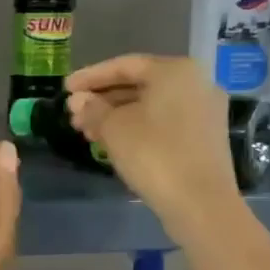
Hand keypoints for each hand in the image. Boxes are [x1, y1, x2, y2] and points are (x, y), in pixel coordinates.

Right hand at [67, 55, 239, 245]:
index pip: (124, 66)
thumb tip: (78, 101)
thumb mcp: (114, 128)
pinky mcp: (205, 138)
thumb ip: (92, 109)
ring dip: (117, 116)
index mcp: (176, 71)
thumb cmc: (154, 154)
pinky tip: (114, 142)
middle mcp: (196, 83)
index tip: (65, 88)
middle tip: (74, 114)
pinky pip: (164, 123)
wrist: (201, 203)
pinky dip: (137, 127)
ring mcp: (204, 112)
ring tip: (87, 131)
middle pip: (139, 85)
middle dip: (103, 99)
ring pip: (151, 106)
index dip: (90, 77)